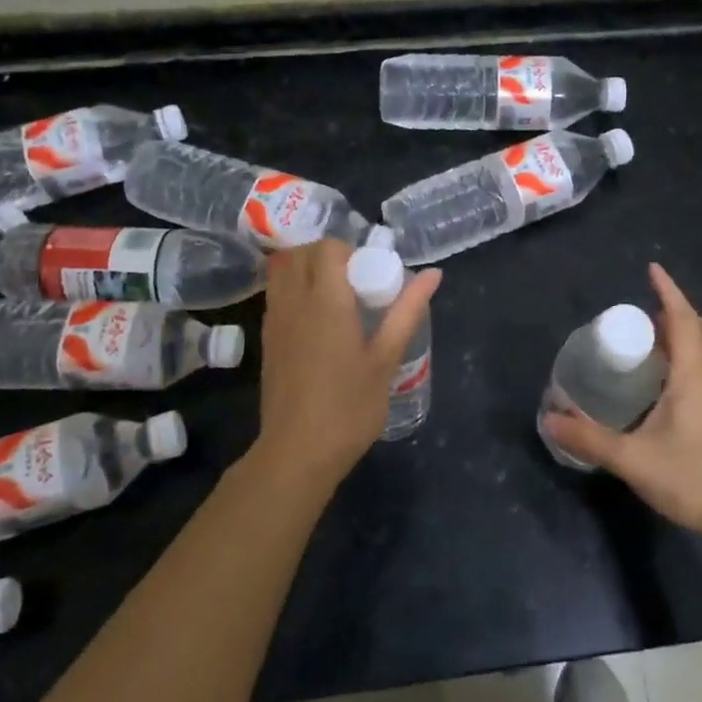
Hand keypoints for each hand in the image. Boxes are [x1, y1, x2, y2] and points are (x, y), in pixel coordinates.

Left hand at [253, 239, 440, 494]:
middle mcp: (294, 301)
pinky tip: (318, 321)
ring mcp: (275, 321)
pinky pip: (277, 296)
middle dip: (327, 254)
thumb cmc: (349, 406)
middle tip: (355, 280)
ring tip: (335, 296)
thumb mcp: (386, 358)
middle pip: (301, 253)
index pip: (328, 248)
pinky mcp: (267, 341)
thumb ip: (407, 311)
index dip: (350, 250)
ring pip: (283, 272)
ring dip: (307, 269)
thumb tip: (434, 274)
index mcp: (326, 300)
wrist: (297, 453)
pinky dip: (294, 291)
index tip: (370, 273)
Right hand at [542, 263, 701, 544]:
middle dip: (683, 316)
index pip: (683, 321)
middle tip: (651, 324)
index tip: (652, 270)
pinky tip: (673, 390)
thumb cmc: (691, 479)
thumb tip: (550, 420)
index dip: (668, 292)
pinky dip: (697, 363)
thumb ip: (590, 440)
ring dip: (693, 338)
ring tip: (658, 352)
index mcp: (693, 377)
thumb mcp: (632, 460)